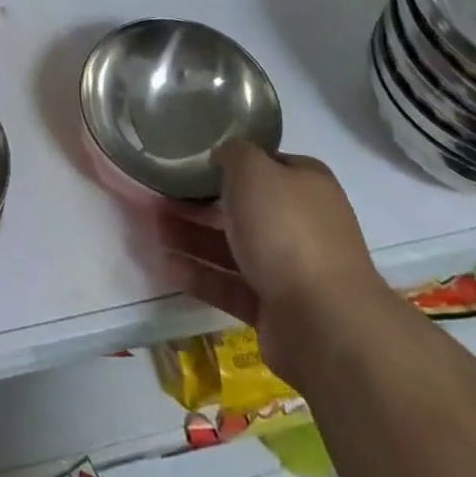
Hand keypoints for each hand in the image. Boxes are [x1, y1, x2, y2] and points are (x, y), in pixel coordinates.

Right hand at [156, 141, 385, 388]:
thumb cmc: (286, 230)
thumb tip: (222, 155)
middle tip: (160, 194)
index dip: (230, 161)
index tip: (191, 161)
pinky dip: (199, 273)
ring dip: (192, 236)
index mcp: (306, 185)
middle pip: (243, 207)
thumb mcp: (254, 170)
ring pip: (231, 245)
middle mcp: (301, 223)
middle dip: (200, 201)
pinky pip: (229, 284)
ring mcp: (289, 268)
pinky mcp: (273, 307)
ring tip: (152, 227)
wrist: (323, 322)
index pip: (265, 164)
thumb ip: (234, 154)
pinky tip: (165, 263)